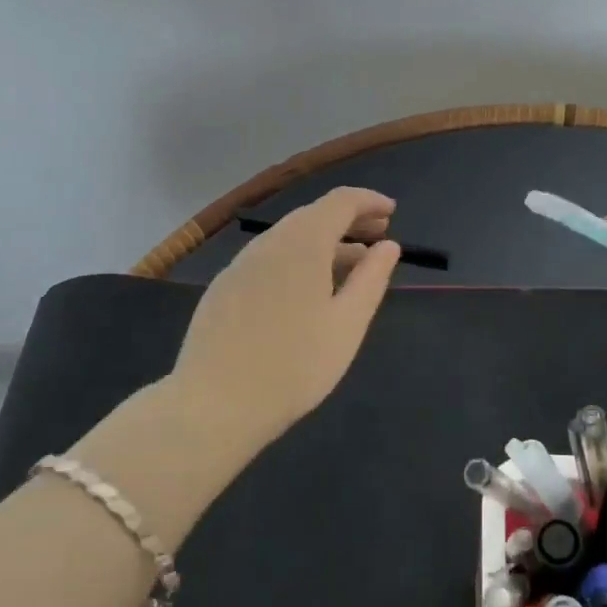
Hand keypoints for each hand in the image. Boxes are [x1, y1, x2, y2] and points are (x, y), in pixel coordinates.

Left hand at [166, 187, 401, 448]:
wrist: (214, 404)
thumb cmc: (294, 365)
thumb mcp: (347, 324)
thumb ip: (371, 279)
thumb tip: (388, 246)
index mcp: (302, 243)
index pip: (340, 201)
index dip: (369, 201)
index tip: (392, 212)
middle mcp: (268, 243)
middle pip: (313, 216)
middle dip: (348, 220)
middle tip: (378, 236)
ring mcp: (239, 266)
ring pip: (288, 239)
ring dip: (323, 243)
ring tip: (350, 265)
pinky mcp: (222, 290)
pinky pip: (268, 260)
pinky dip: (296, 261)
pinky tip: (305, 292)